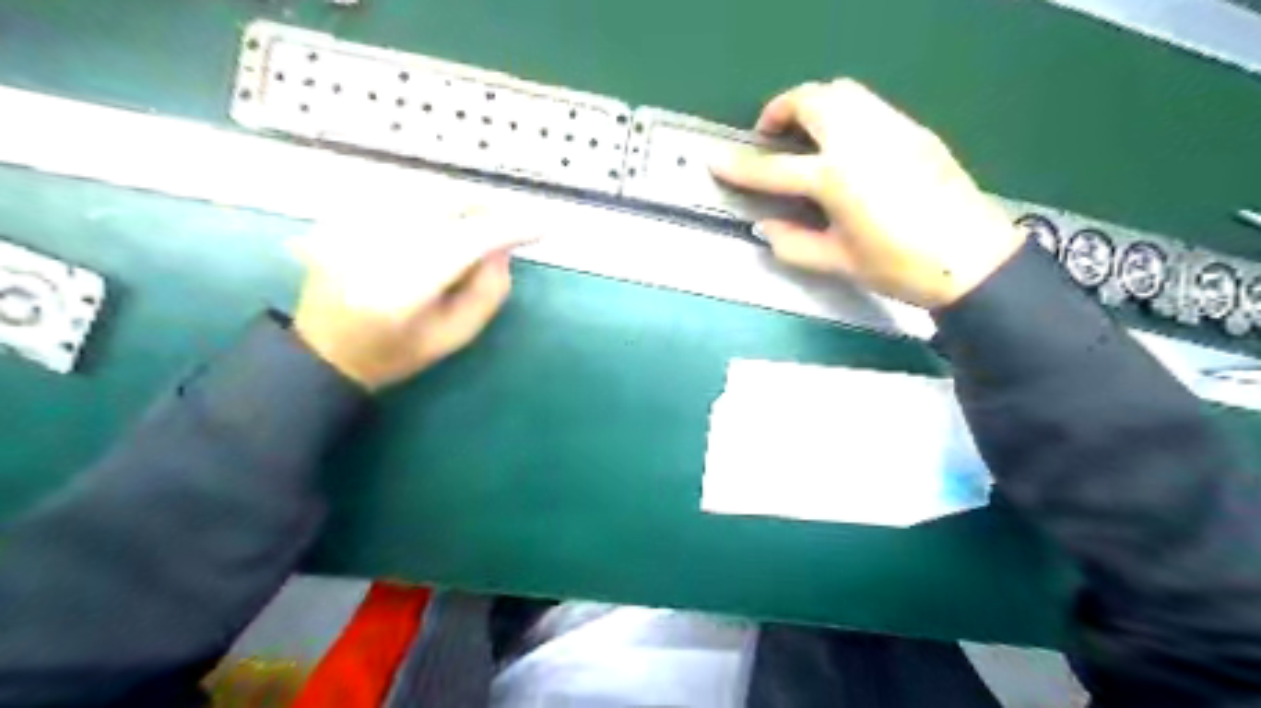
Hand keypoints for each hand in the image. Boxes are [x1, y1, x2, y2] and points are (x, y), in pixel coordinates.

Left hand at [292, 203, 532, 391]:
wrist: (324, 351)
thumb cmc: (395, 354)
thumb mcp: (453, 337)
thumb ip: (487, 293)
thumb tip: (503, 249)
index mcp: (405, 288)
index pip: (468, 240)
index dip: (510, 229)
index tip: (543, 227)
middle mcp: (377, 246)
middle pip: (444, 203)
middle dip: (487, 206)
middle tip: (511, 222)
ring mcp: (353, 226)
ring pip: (423, 192)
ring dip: (461, 203)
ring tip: (481, 221)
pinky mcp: (343, 216)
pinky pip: (399, 194)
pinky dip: (430, 203)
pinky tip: (440, 222)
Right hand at [709, 78, 1021, 307]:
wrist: (972, 258)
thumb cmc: (900, 266)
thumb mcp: (839, 262)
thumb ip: (794, 243)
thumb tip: (766, 228)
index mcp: (836, 178)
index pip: (774, 168)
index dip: (740, 167)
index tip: (716, 161)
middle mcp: (861, 140)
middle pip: (812, 100)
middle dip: (781, 109)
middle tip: (770, 136)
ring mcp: (892, 128)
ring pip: (844, 91)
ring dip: (814, 104)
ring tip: (805, 134)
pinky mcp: (914, 130)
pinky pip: (870, 105)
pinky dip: (845, 113)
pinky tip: (845, 145)